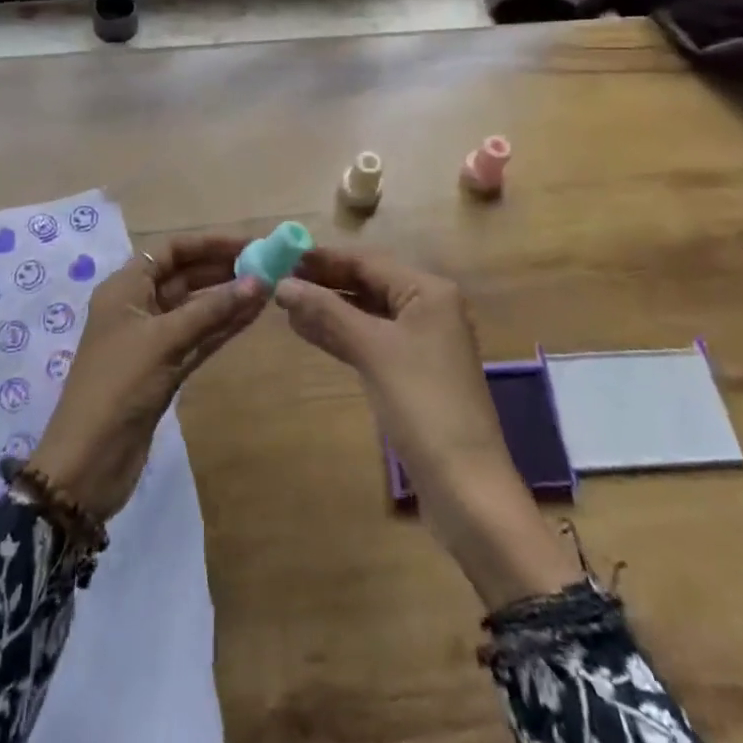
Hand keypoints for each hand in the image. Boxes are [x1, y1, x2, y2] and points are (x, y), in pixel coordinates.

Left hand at [28, 234, 260, 522]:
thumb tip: (259, 281)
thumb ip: (211, 310)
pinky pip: (198, 338)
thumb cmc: (118, 386)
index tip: (248, 244)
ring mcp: (151, 340)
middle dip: (222, 269)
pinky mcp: (164, 370)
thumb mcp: (164, 341)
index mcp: (125, 288)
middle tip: (267, 266)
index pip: (171, 251)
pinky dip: (222, 327)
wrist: (88, 462)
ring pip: (195, 309)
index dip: (208, 243)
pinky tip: (251, 317)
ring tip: (269, 288)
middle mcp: (137, 307)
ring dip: (227, 299)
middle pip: (184, 276)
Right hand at [275, 247, 582, 606]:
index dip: (323, 259)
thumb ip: (327, 312)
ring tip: (284, 304)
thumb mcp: (372, 350)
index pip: (367, 261)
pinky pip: (370, 339)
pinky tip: (308, 331)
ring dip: (328, 308)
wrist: (466, 486)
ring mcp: (421, 342)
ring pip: (366, 313)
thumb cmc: (422, 404)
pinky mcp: (411, 372)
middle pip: (368, 284)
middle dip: (324, 283)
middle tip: (276, 280)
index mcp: (429, 291)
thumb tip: (282, 285)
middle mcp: (428, 308)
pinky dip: (341, 334)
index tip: (281, 255)